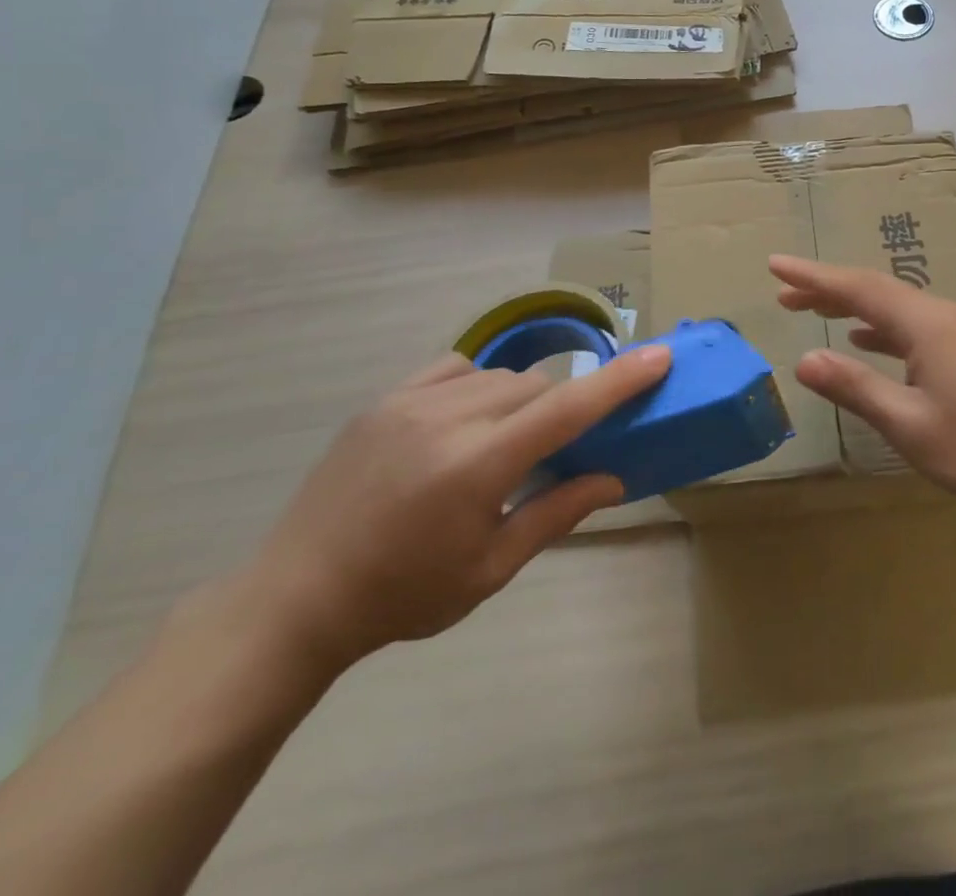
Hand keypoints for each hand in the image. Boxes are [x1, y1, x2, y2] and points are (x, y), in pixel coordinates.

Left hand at [239, 345, 670, 669]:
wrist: (296, 599)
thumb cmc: (403, 595)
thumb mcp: (490, 569)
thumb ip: (557, 513)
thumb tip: (614, 478)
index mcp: (477, 467)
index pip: (566, 410)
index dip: (620, 380)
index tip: (660, 356)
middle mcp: (448, 419)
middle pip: (538, 387)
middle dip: (560, 411)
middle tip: (554, 452)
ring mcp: (410, 402)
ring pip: (500, 375)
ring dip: (521, 401)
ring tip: (502, 445)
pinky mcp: (383, 398)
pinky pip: (455, 368)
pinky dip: (478, 385)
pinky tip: (464, 421)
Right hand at [770, 255, 955, 513]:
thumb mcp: (908, 423)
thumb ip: (855, 388)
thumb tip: (803, 360)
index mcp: (926, 324)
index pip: (859, 288)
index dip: (814, 277)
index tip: (776, 265)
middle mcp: (942, 316)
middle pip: (876, 291)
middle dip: (829, 289)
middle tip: (785, 294)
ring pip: (896, 307)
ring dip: (854, 307)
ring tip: (814, 312)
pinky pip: (914, 326)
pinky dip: (881, 328)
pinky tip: (866, 341)